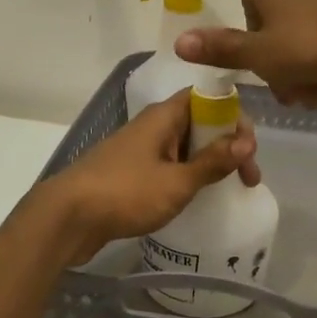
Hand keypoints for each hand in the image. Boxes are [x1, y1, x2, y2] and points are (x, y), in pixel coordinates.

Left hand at [40, 89, 260, 265]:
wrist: (66, 218)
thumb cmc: (125, 193)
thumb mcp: (177, 181)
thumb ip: (213, 161)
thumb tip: (246, 141)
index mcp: (163, 116)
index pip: (208, 98)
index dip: (234, 117)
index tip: (249, 149)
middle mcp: (152, 126)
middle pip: (200, 123)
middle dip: (228, 145)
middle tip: (248, 179)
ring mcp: (139, 149)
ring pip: (185, 147)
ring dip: (209, 163)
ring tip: (228, 189)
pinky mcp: (130, 173)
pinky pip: (168, 166)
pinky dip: (188, 176)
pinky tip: (197, 198)